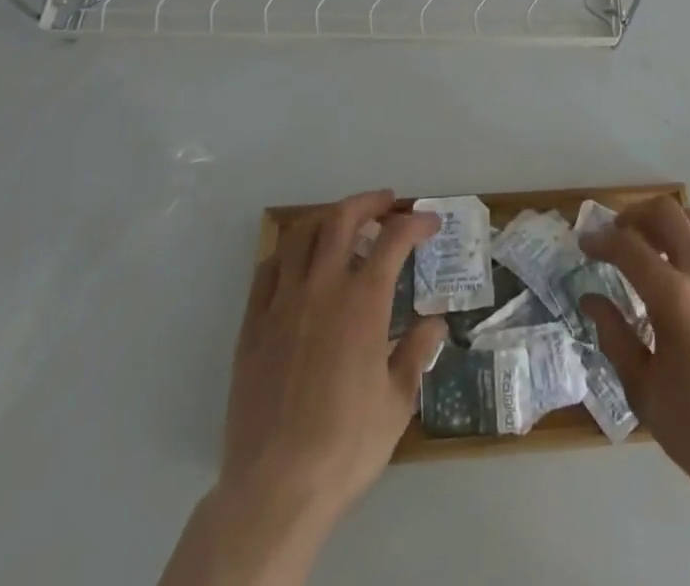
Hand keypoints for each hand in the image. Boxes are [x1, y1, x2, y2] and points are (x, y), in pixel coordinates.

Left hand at [221, 190, 446, 523]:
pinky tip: (298, 260)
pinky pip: (269, 268)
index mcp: (363, 303)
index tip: (429, 223)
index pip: (393, 240)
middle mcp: (323, 288)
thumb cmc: (345, 446)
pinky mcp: (253, 323)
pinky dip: (289, 250)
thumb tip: (435, 323)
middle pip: (342, 219)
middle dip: (369, 202)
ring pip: (301, 234)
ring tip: (343, 220)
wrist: (275, 488)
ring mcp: (283, 302)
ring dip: (327, 217)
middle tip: (387, 202)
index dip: (415, 223)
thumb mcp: (397, 403)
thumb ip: (416, 353)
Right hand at [580, 197, 689, 513]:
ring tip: (655, 250)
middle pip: (667, 212)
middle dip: (635, 214)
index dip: (600, 239)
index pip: (628, 246)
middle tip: (619, 234)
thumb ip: (615, 336)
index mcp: (675, 299)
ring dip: (670, 226)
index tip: (586, 244)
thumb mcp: (645, 391)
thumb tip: (592, 299)